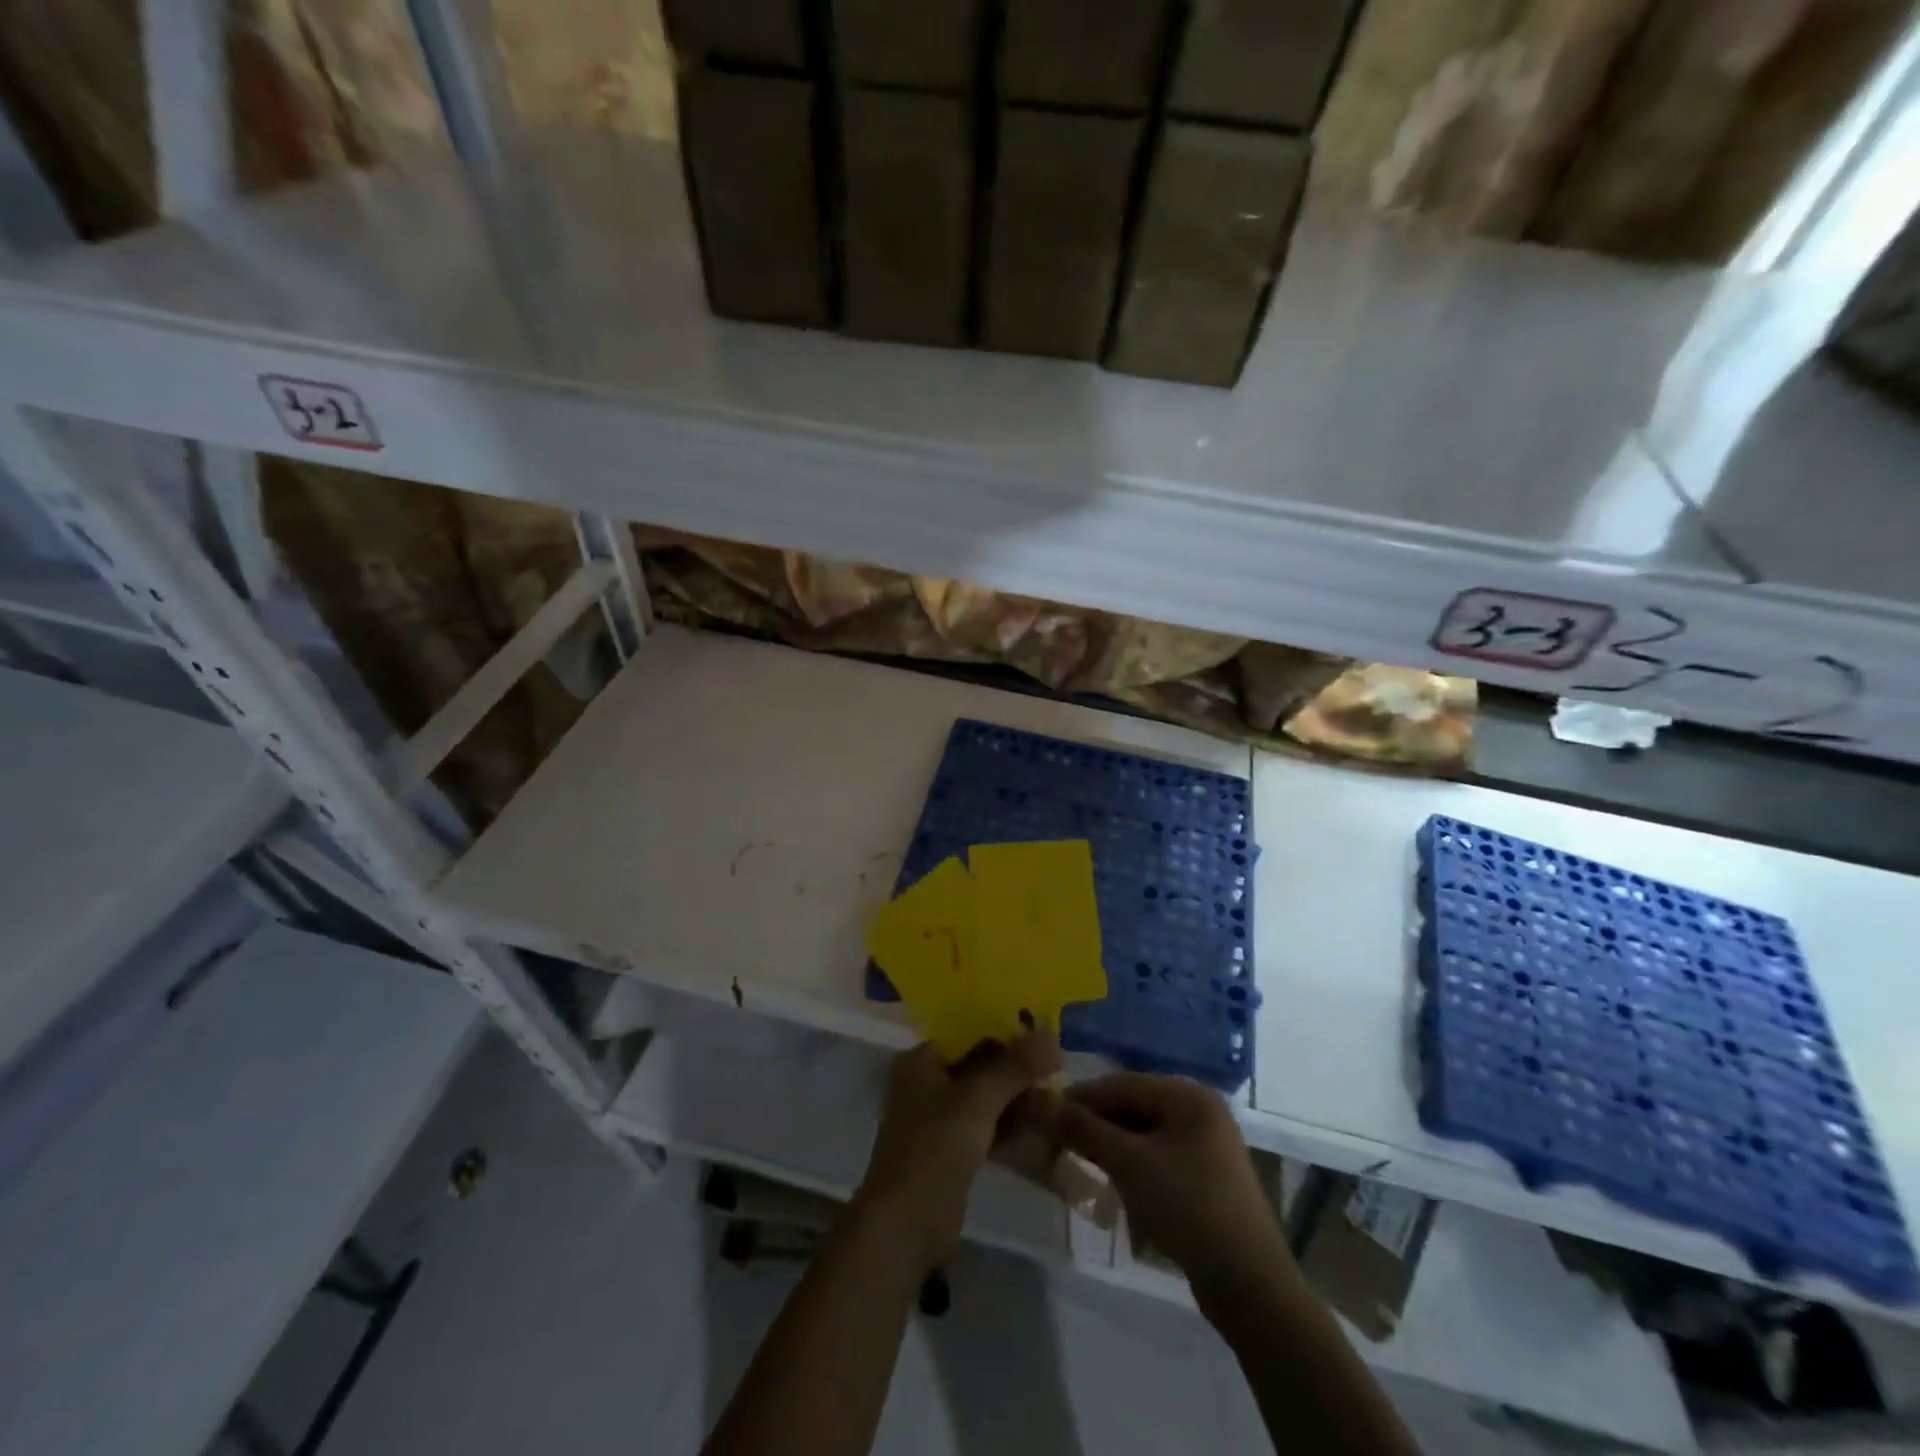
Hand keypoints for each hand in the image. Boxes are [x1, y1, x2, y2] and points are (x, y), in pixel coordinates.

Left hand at [855, 1036, 1058, 1272]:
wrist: (905, 1227)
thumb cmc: (934, 1150)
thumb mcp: (977, 1101)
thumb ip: (1014, 1067)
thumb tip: (1051, 1035)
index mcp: (922, 1060)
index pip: (969, 1032)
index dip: (1006, 1031)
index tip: (1044, 1036)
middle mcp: (928, 1083)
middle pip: (979, 1065)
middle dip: (1017, 1069)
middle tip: (1058, 1070)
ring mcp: (939, 1119)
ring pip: (986, 1097)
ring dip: (1017, 1099)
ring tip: (1057, 1100)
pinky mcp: (952, 1151)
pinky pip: (986, 1126)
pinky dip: (1010, 1126)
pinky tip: (1042, 1128)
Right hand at [1055, 1073, 1291, 1299]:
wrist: (1249, 1285)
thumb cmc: (1188, 1207)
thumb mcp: (1130, 1164)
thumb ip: (1086, 1129)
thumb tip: (1044, 1104)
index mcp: (1189, 1097)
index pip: (1124, 1083)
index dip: (1082, 1095)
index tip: (1046, 1109)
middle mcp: (1201, 1112)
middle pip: (1135, 1105)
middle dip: (1096, 1119)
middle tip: (1056, 1135)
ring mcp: (1207, 1147)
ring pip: (1145, 1133)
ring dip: (1111, 1142)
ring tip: (1076, 1154)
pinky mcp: (1207, 1179)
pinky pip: (1159, 1156)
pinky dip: (1132, 1162)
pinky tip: (1110, 1177)